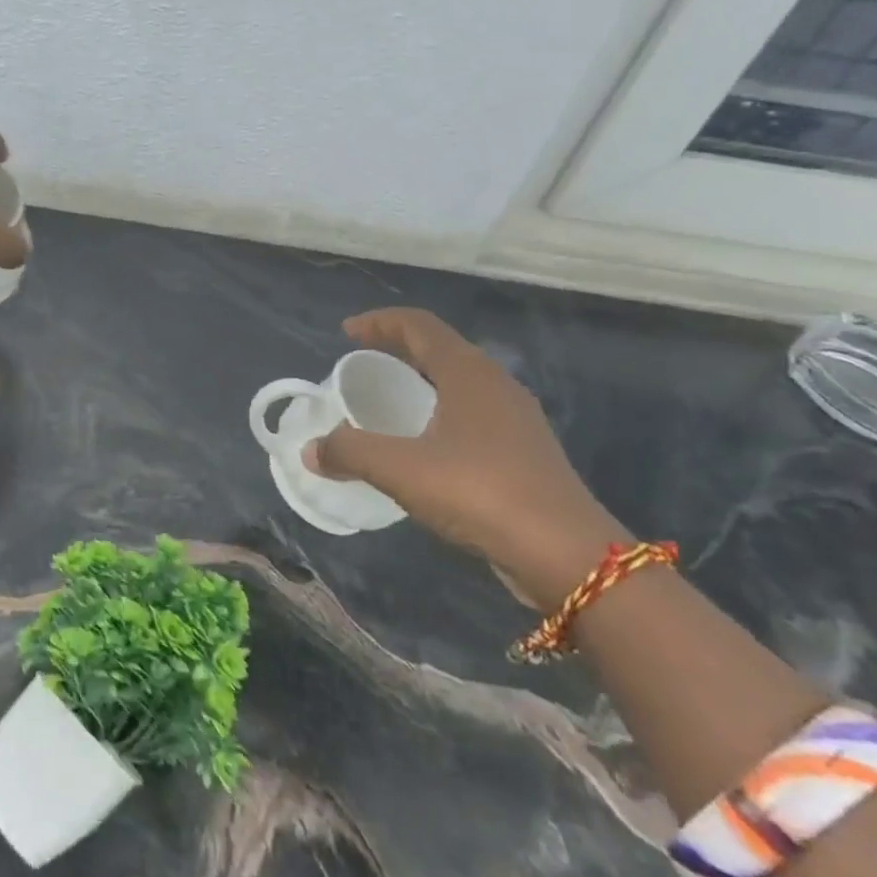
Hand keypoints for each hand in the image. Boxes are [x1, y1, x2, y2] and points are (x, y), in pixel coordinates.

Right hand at [304, 309, 626, 607]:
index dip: (379, 322)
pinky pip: (471, 414)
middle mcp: (495, 385)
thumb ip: (350, 452)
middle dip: (397, 348)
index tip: (345, 333)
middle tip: (361, 361)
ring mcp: (515, 419)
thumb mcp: (401, 469)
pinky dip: (439, 411)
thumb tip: (311, 450)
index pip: (419, 326)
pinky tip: (423, 444)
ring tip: (388, 399)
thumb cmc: (479, 492)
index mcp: (468, 373)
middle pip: (440, 349)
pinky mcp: (523, 452)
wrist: (565, 554)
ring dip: (421, 380)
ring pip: (459, 382)